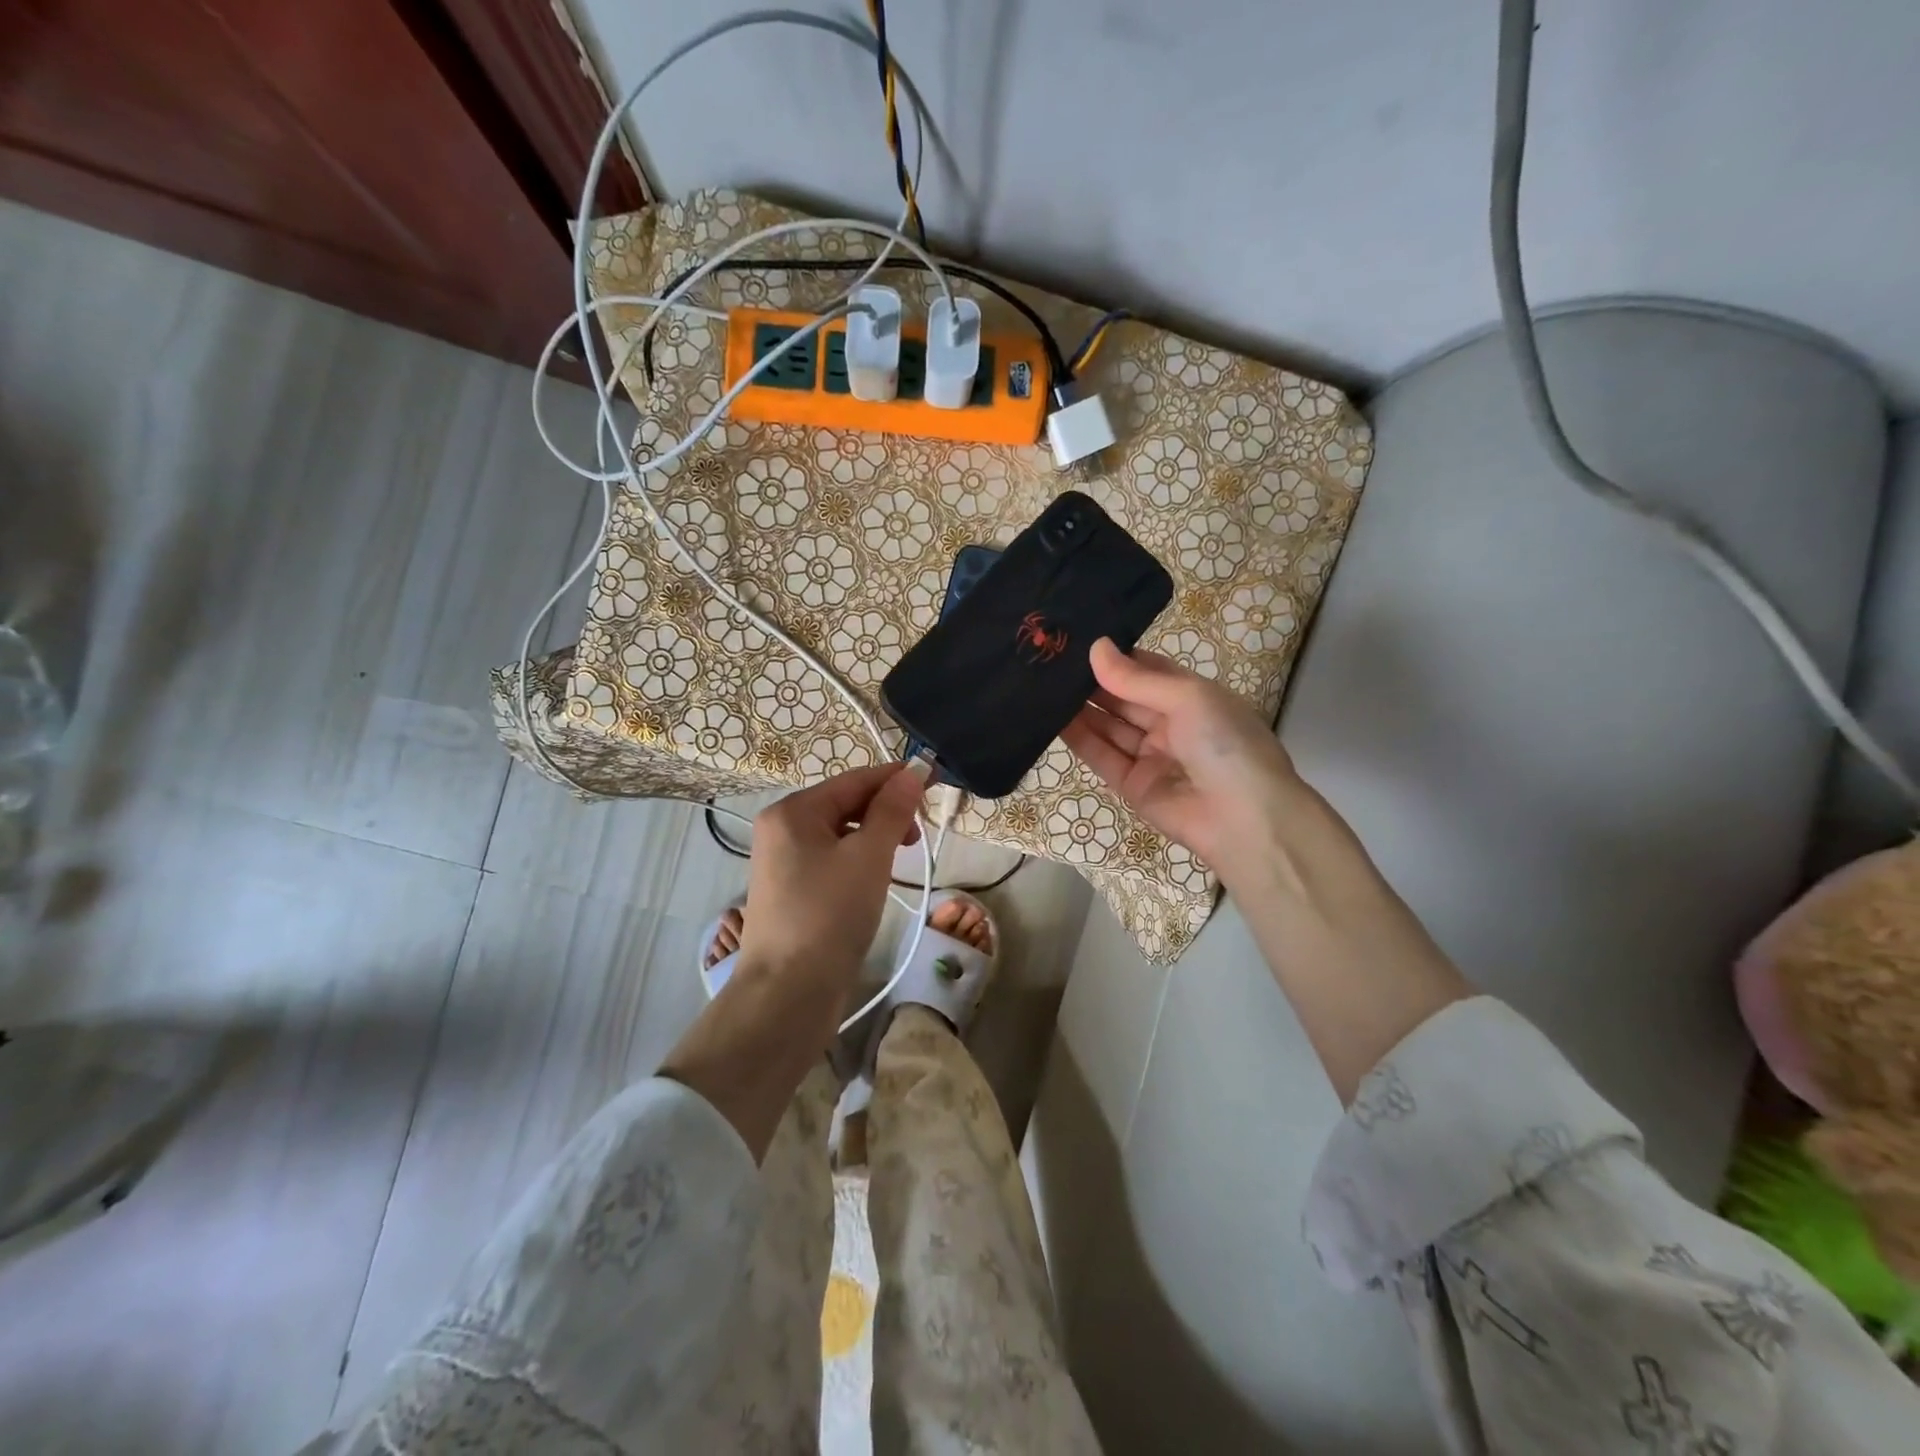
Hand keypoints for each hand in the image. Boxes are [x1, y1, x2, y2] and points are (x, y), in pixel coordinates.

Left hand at [736, 761, 926, 996]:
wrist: (788, 993)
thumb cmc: (830, 915)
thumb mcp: (869, 857)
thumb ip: (892, 810)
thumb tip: (912, 772)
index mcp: (793, 811)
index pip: (855, 780)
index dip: (896, 778)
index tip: (936, 779)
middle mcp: (781, 828)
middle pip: (845, 804)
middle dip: (886, 810)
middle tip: (919, 833)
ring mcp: (783, 861)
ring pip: (840, 833)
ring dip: (875, 836)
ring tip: (902, 856)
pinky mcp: (791, 890)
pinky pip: (831, 858)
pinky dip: (858, 858)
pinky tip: (877, 876)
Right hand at [1061, 638, 1300, 870]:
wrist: (1244, 820)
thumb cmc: (1225, 744)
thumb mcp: (1188, 698)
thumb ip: (1137, 677)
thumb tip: (1095, 647)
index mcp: (1193, 698)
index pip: (1148, 670)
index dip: (1117, 657)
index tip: (1079, 640)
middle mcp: (1171, 724)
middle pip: (1125, 698)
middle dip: (1093, 682)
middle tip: (1052, 661)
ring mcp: (1151, 756)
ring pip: (1110, 727)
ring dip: (1081, 709)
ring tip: (1044, 686)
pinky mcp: (1132, 786)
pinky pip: (1103, 757)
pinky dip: (1080, 739)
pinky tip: (1053, 719)